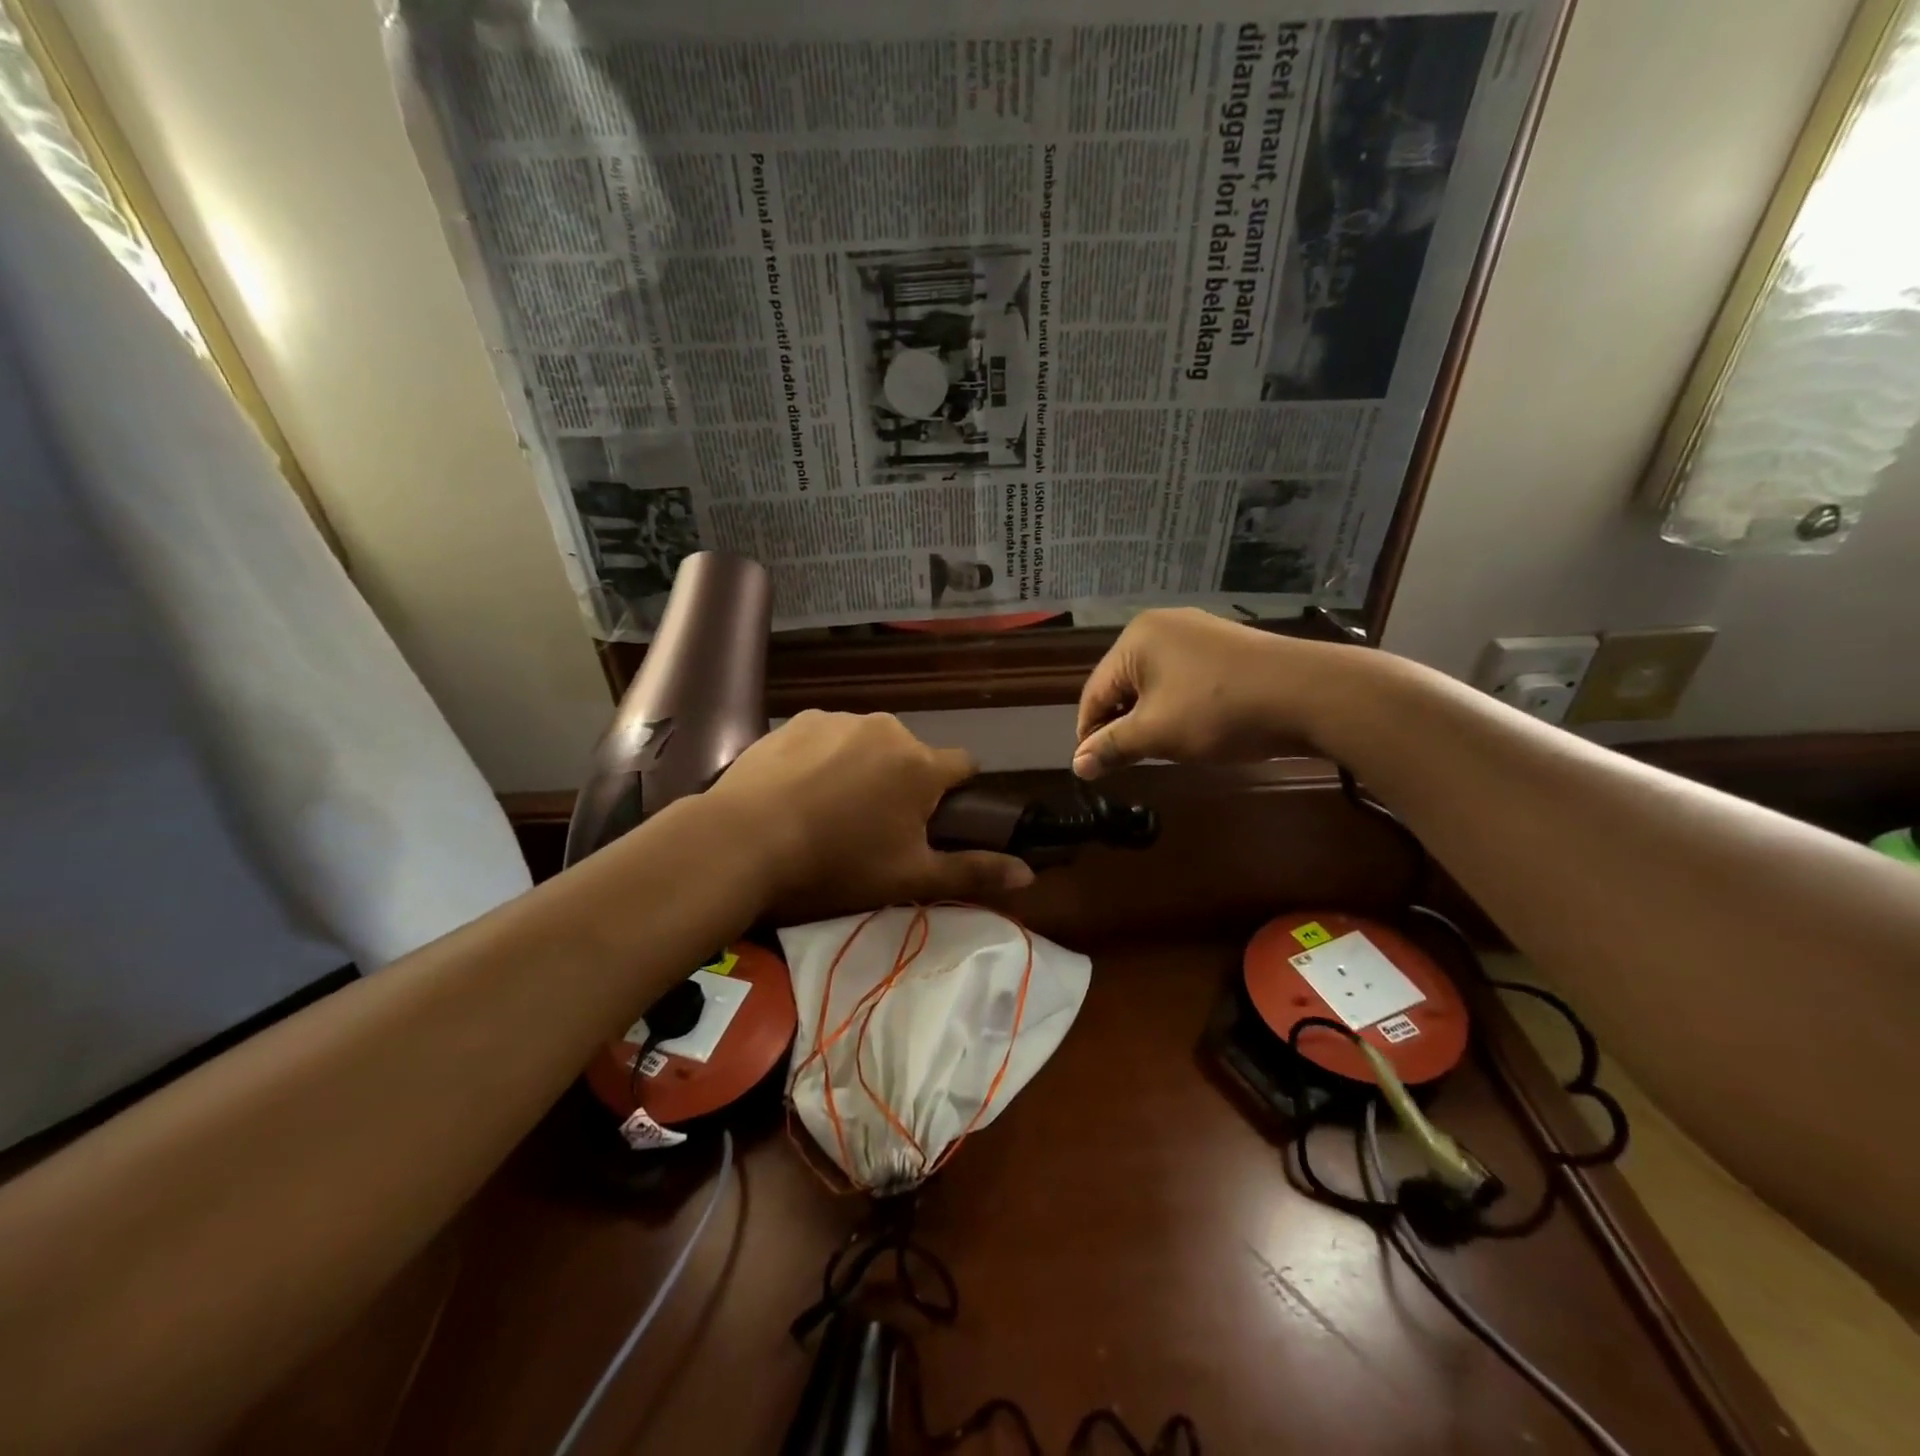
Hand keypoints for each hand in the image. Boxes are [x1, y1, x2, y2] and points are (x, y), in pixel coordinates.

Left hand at [709, 710, 1034, 915]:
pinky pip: (826, 738)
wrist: (743, 842)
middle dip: (903, 785)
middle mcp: (887, 729)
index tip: (934, 821)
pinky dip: (823, 758)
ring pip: (868, 744)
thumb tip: (1029, 874)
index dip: (956, 795)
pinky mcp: (796, 720)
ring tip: (827, 810)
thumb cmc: (836, 864)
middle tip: (871, 829)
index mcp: (920, 765)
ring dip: (862, 768)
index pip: (964, 767)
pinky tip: (797, 790)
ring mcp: (838, 719)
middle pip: (911, 757)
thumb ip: (972, 871)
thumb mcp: (909, 878)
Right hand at [1074, 608, 1338, 777]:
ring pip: (1154, 683)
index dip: (1090, 734)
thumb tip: (1077, 765)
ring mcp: (1197, 631)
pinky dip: (1176, 705)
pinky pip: (1182, 678)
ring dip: (1149, 718)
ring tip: (1160, 749)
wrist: (1309, 694)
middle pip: (1123, 685)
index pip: (1095, 693)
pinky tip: (1191, 727)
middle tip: (1128, 762)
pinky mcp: (1224, 646)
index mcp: (1135, 639)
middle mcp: (1161, 626)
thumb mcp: (1157, 733)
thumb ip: (1112, 747)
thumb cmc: (1219, 711)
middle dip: (1122, 725)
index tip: (1093, 769)